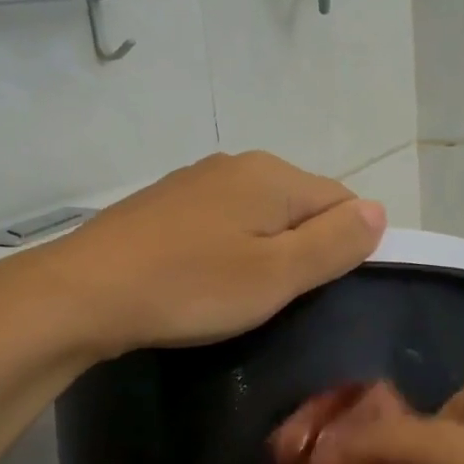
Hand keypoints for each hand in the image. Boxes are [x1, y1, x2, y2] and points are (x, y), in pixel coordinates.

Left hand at [46, 152, 385, 358]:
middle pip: (299, 205)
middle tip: (277, 299)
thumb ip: (334, 243)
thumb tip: (379, 212)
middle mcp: (238, 164)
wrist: (85, 291)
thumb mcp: (276, 275)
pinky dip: (226, 249)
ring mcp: (196, 180)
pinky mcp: (165, 203)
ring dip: (263, 251)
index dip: (344, 247)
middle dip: (302, 249)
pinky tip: (203, 279)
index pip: (342, 201)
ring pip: (258, 214)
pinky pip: (220, 221)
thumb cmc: (192, 287)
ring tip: (238, 295)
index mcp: (273, 175)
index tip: (317, 291)